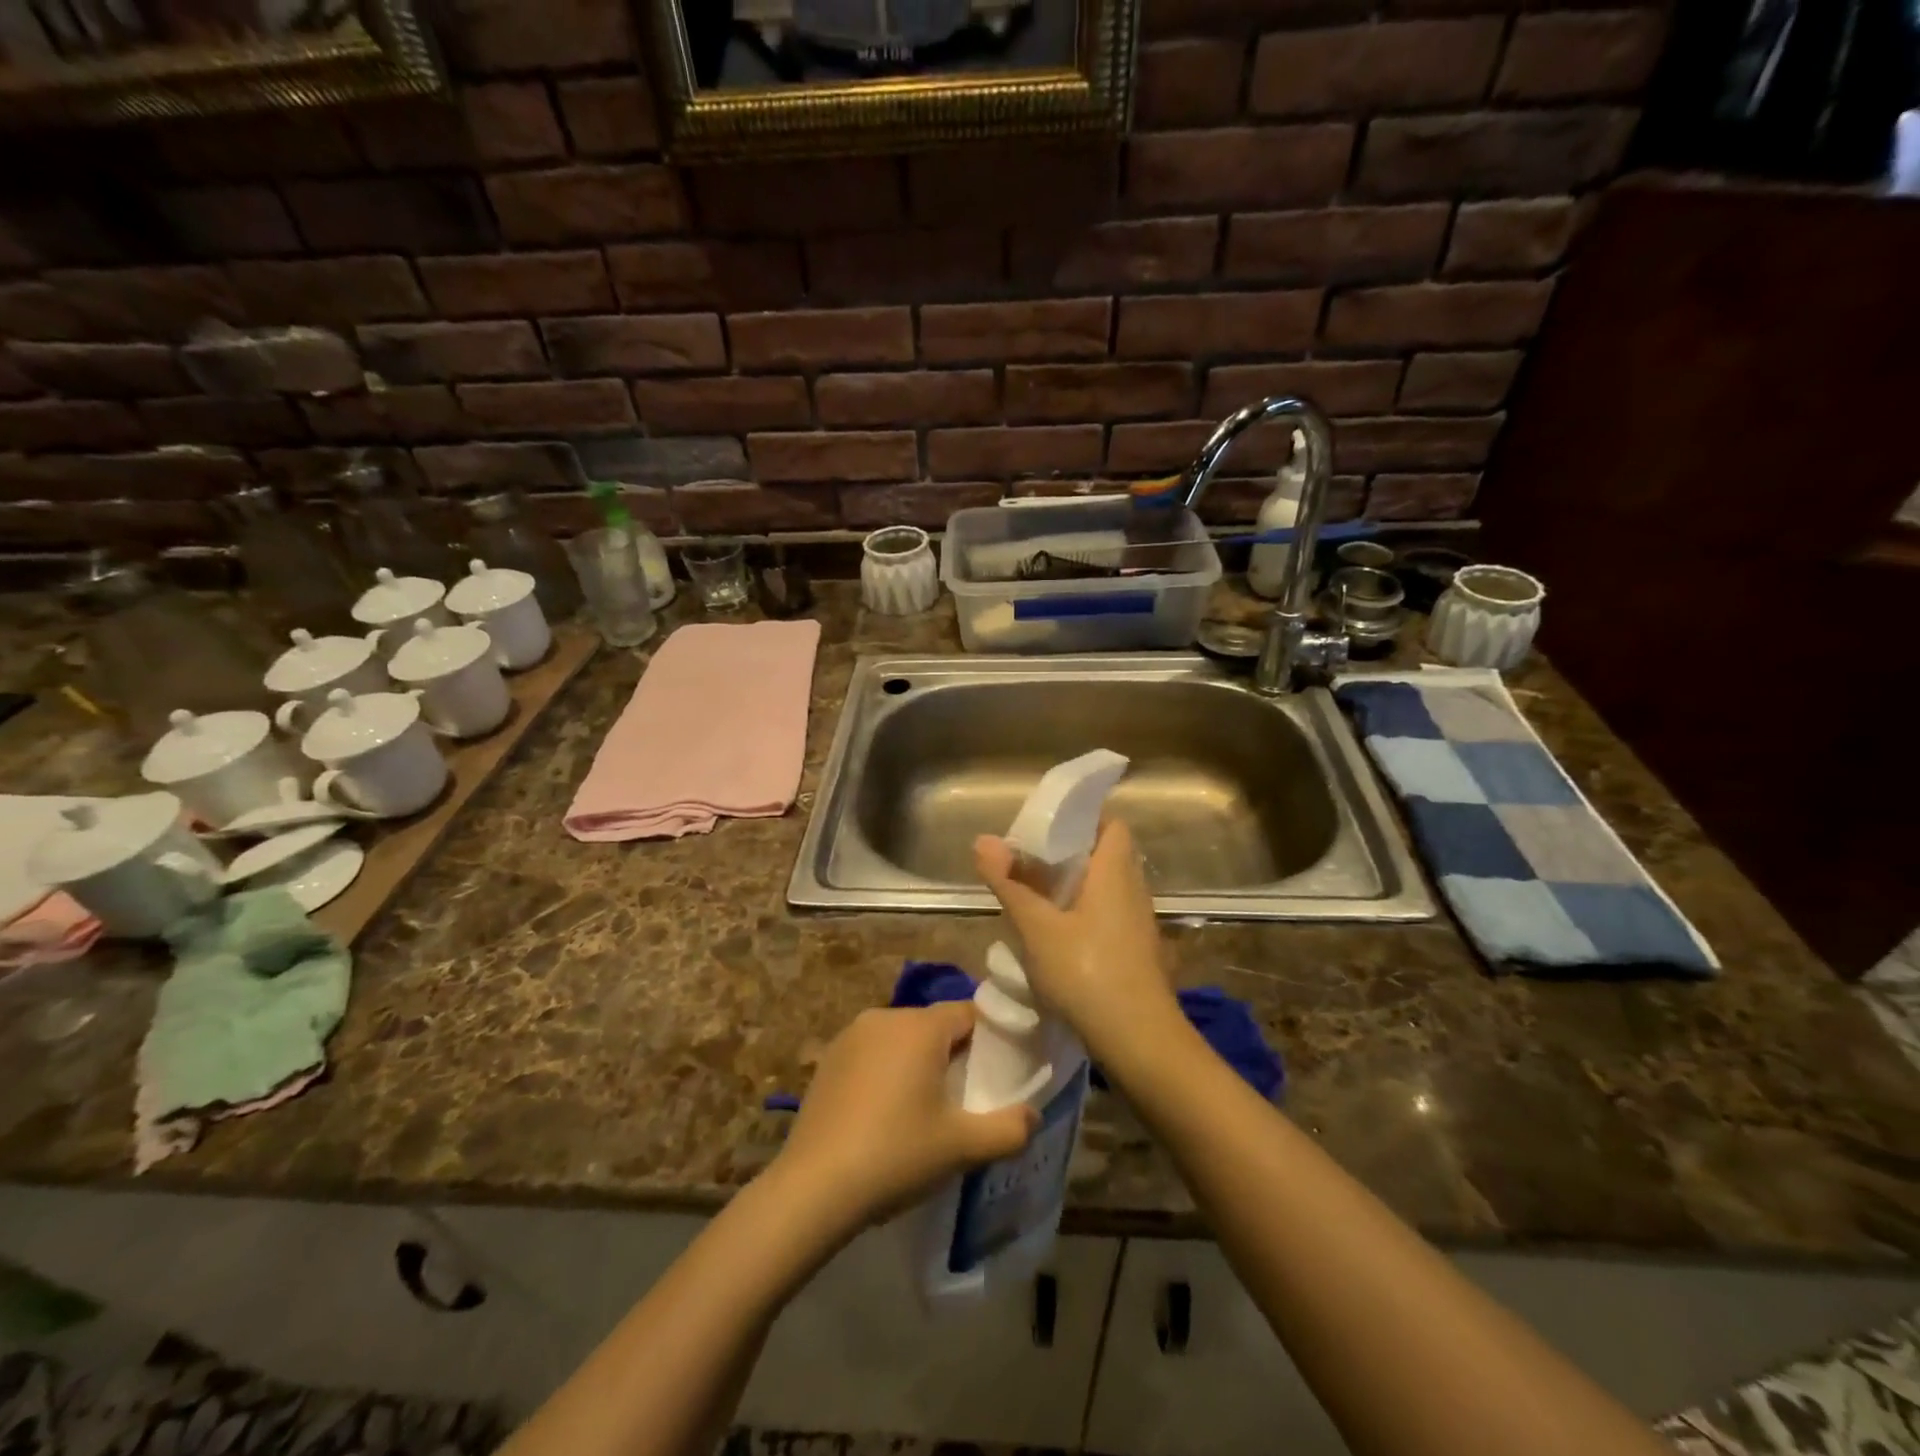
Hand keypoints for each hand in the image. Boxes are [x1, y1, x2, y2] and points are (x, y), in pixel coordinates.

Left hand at [772, 1003, 1036, 1235]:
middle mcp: (885, 1017)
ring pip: (902, 1039)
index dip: (991, 1039)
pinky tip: (885, 1116)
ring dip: (918, 1064)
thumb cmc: (896, 1155)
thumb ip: (1009, 1129)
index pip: (970, 1013)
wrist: (813, 1188)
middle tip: (966, 1099)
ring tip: (926, 1111)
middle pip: (935, 1025)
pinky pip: (873, 1054)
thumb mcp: (962, 1147)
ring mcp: (850, 1036)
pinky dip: (887, 1073)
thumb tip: (1033, 1115)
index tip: (999, 1073)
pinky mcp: (828, 1060)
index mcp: (920, 1026)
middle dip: (954, 1055)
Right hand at [974, 818, 1181, 1065]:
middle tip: (1029, 860)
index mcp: (1115, 873)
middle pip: (1105, 854)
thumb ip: (1010, 883)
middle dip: (1069, 853)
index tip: (1045, 827)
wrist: (1141, 1043)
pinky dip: (1083, 912)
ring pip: (1106, 887)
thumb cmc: (1088, 974)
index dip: (1081, 819)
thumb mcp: (1038, 929)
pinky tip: (1056, 934)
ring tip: (1035, 893)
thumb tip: (984, 840)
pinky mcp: (1136, 952)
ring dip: (1075, 885)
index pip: (1110, 825)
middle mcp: (1133, 890)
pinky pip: (1108, 915)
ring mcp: (1138, 923)